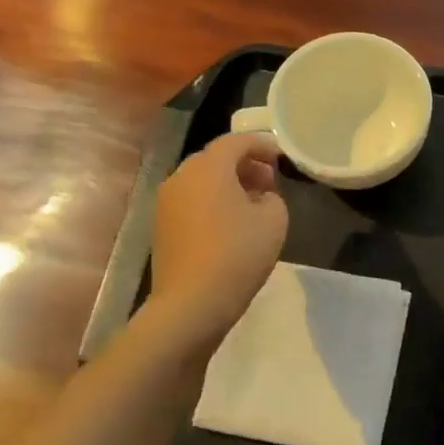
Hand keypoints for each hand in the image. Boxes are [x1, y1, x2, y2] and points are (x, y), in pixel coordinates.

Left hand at [148, 133, 288, 345]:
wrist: (191, 303)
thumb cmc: (238, 254)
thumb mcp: (275, 219)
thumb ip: (272, 196)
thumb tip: (260, 196)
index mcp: (209, 167)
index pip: (237, 141)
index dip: (262, 145)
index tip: (281, 158)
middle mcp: (181, 176)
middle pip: (216, 158)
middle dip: (244, 164)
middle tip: (269, 182)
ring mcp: (166, 201)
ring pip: (201, 180)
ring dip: (227, 184)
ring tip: (252, 204)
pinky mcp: (161, 225)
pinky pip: (191, 200)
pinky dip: (212, 201)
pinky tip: (230, 224)